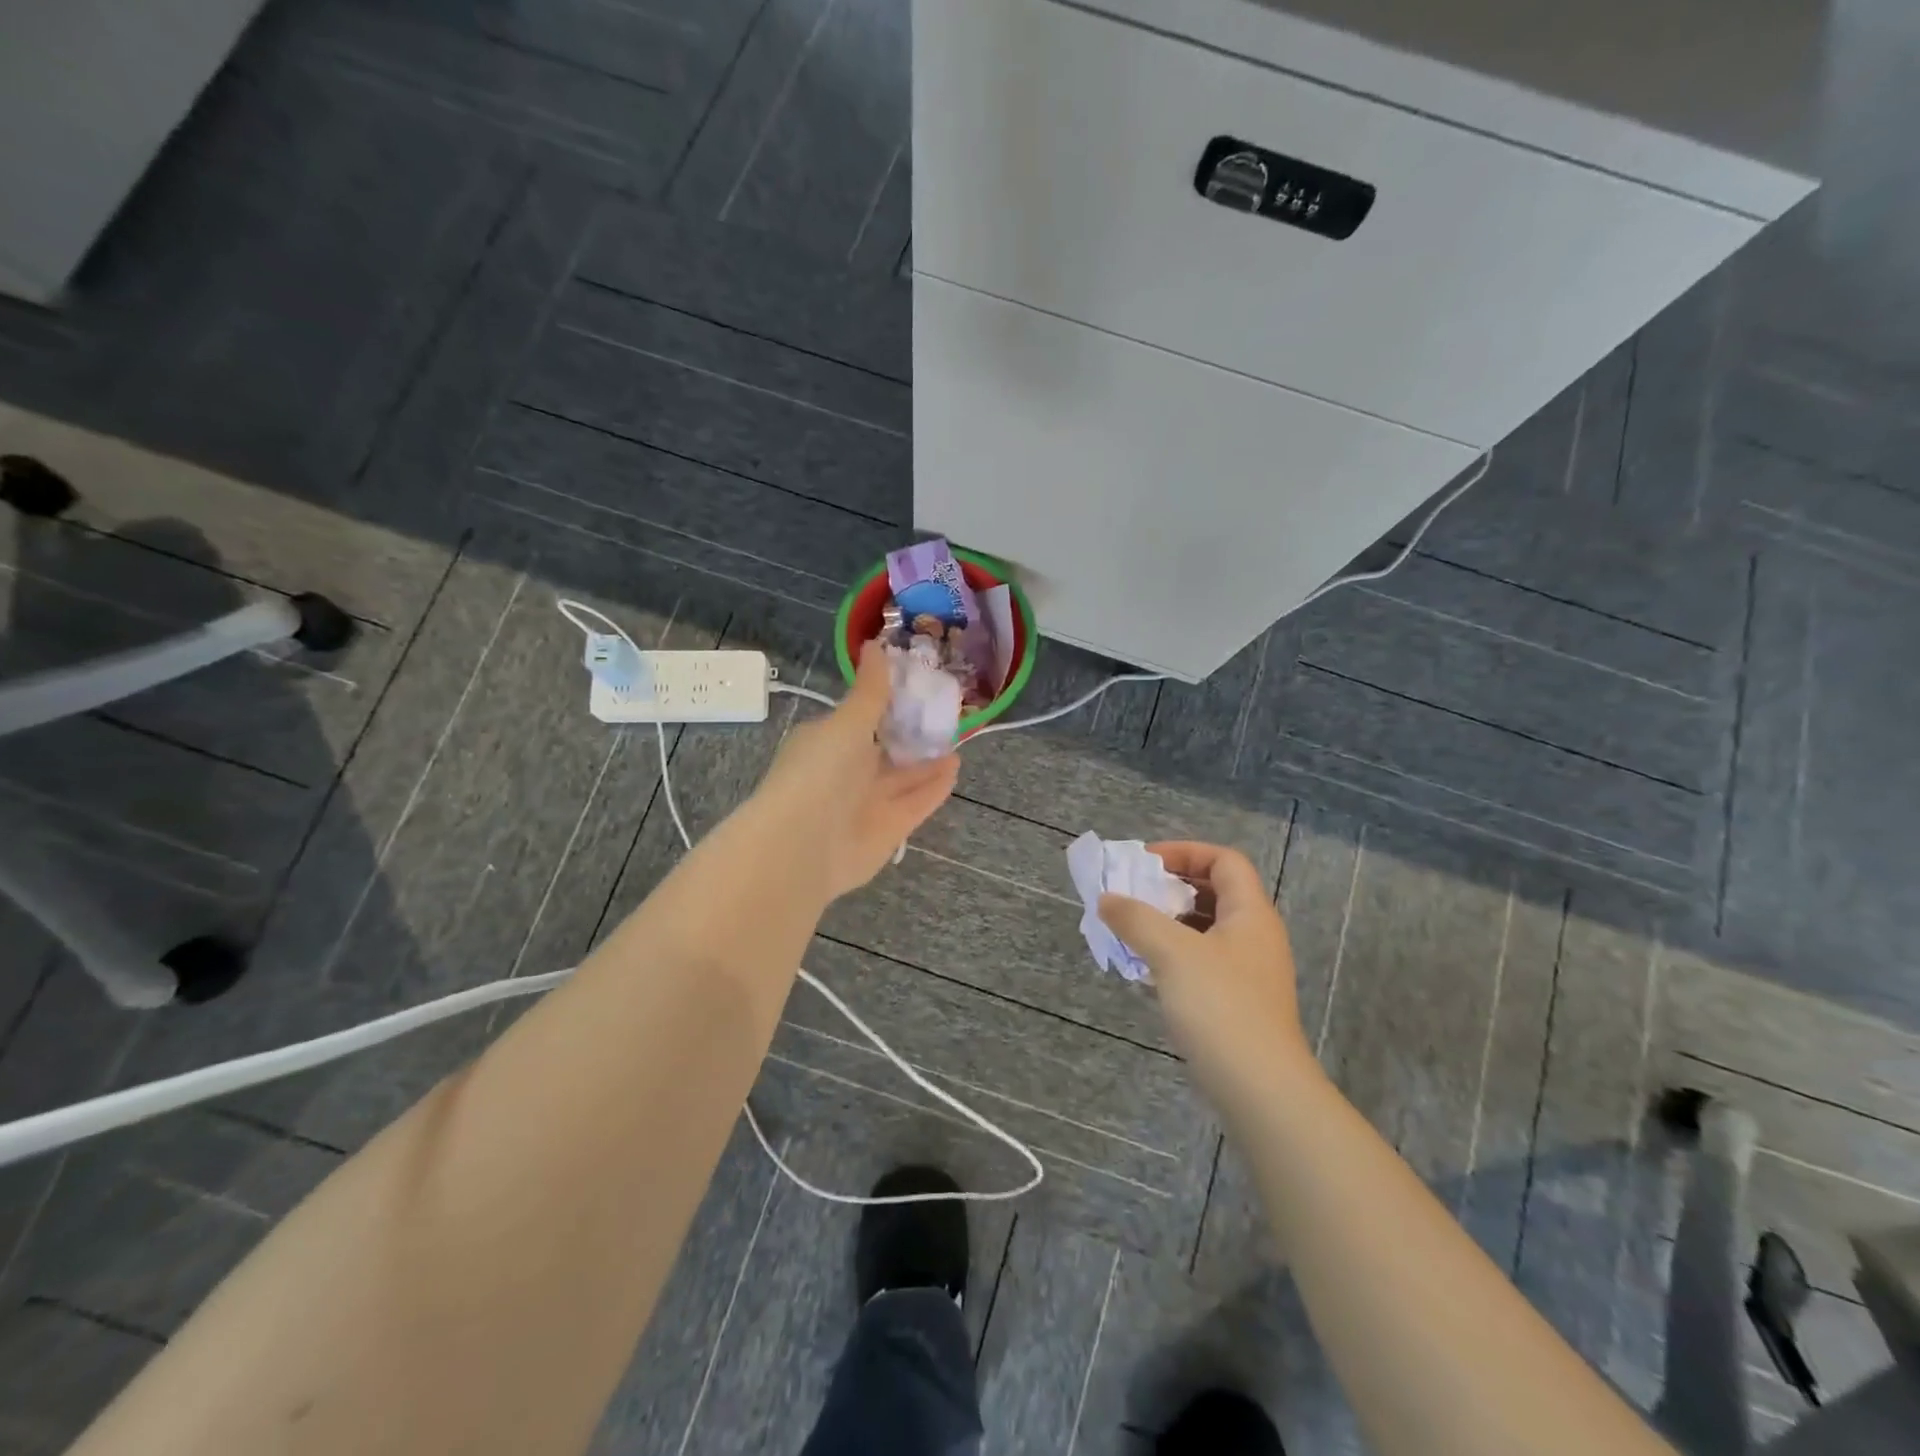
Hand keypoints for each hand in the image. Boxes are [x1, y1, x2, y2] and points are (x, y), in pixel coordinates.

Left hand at [751, 641, 958, 901]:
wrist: (803, 846)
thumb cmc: (820, 772)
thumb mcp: (847, 721)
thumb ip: (870, 690)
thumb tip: (876, 644)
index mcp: (828, 741)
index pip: (862, 718)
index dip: (889, 703)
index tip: (919, 686)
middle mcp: (846, 772)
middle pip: (886, 750)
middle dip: (912, 734)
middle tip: (946, 714)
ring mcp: (866, 804)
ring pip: (903, 778)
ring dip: (928, 761)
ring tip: (958, 740)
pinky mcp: (888, 830)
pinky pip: (916, 803)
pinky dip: (934, 787)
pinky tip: (955, 768)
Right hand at [1098, 843, 1312, 1111]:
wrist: (1260, 1089)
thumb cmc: (1219, 1006)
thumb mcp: (1171, 952)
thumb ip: (1136, 919)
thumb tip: (1108, 900)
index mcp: (1250, 913)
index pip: (1224, 860)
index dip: (1185, 852)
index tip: (1145, 863)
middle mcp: (1255, 936)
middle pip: (1216, 891)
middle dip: (1172, 887)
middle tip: (1134, 893)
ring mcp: (1249, 971)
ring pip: (1207, 928)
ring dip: (1170, 922)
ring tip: (1133, 929)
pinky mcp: (1239, 1002)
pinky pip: (1204, 960)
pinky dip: (1175, 953)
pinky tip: (1149, 969)